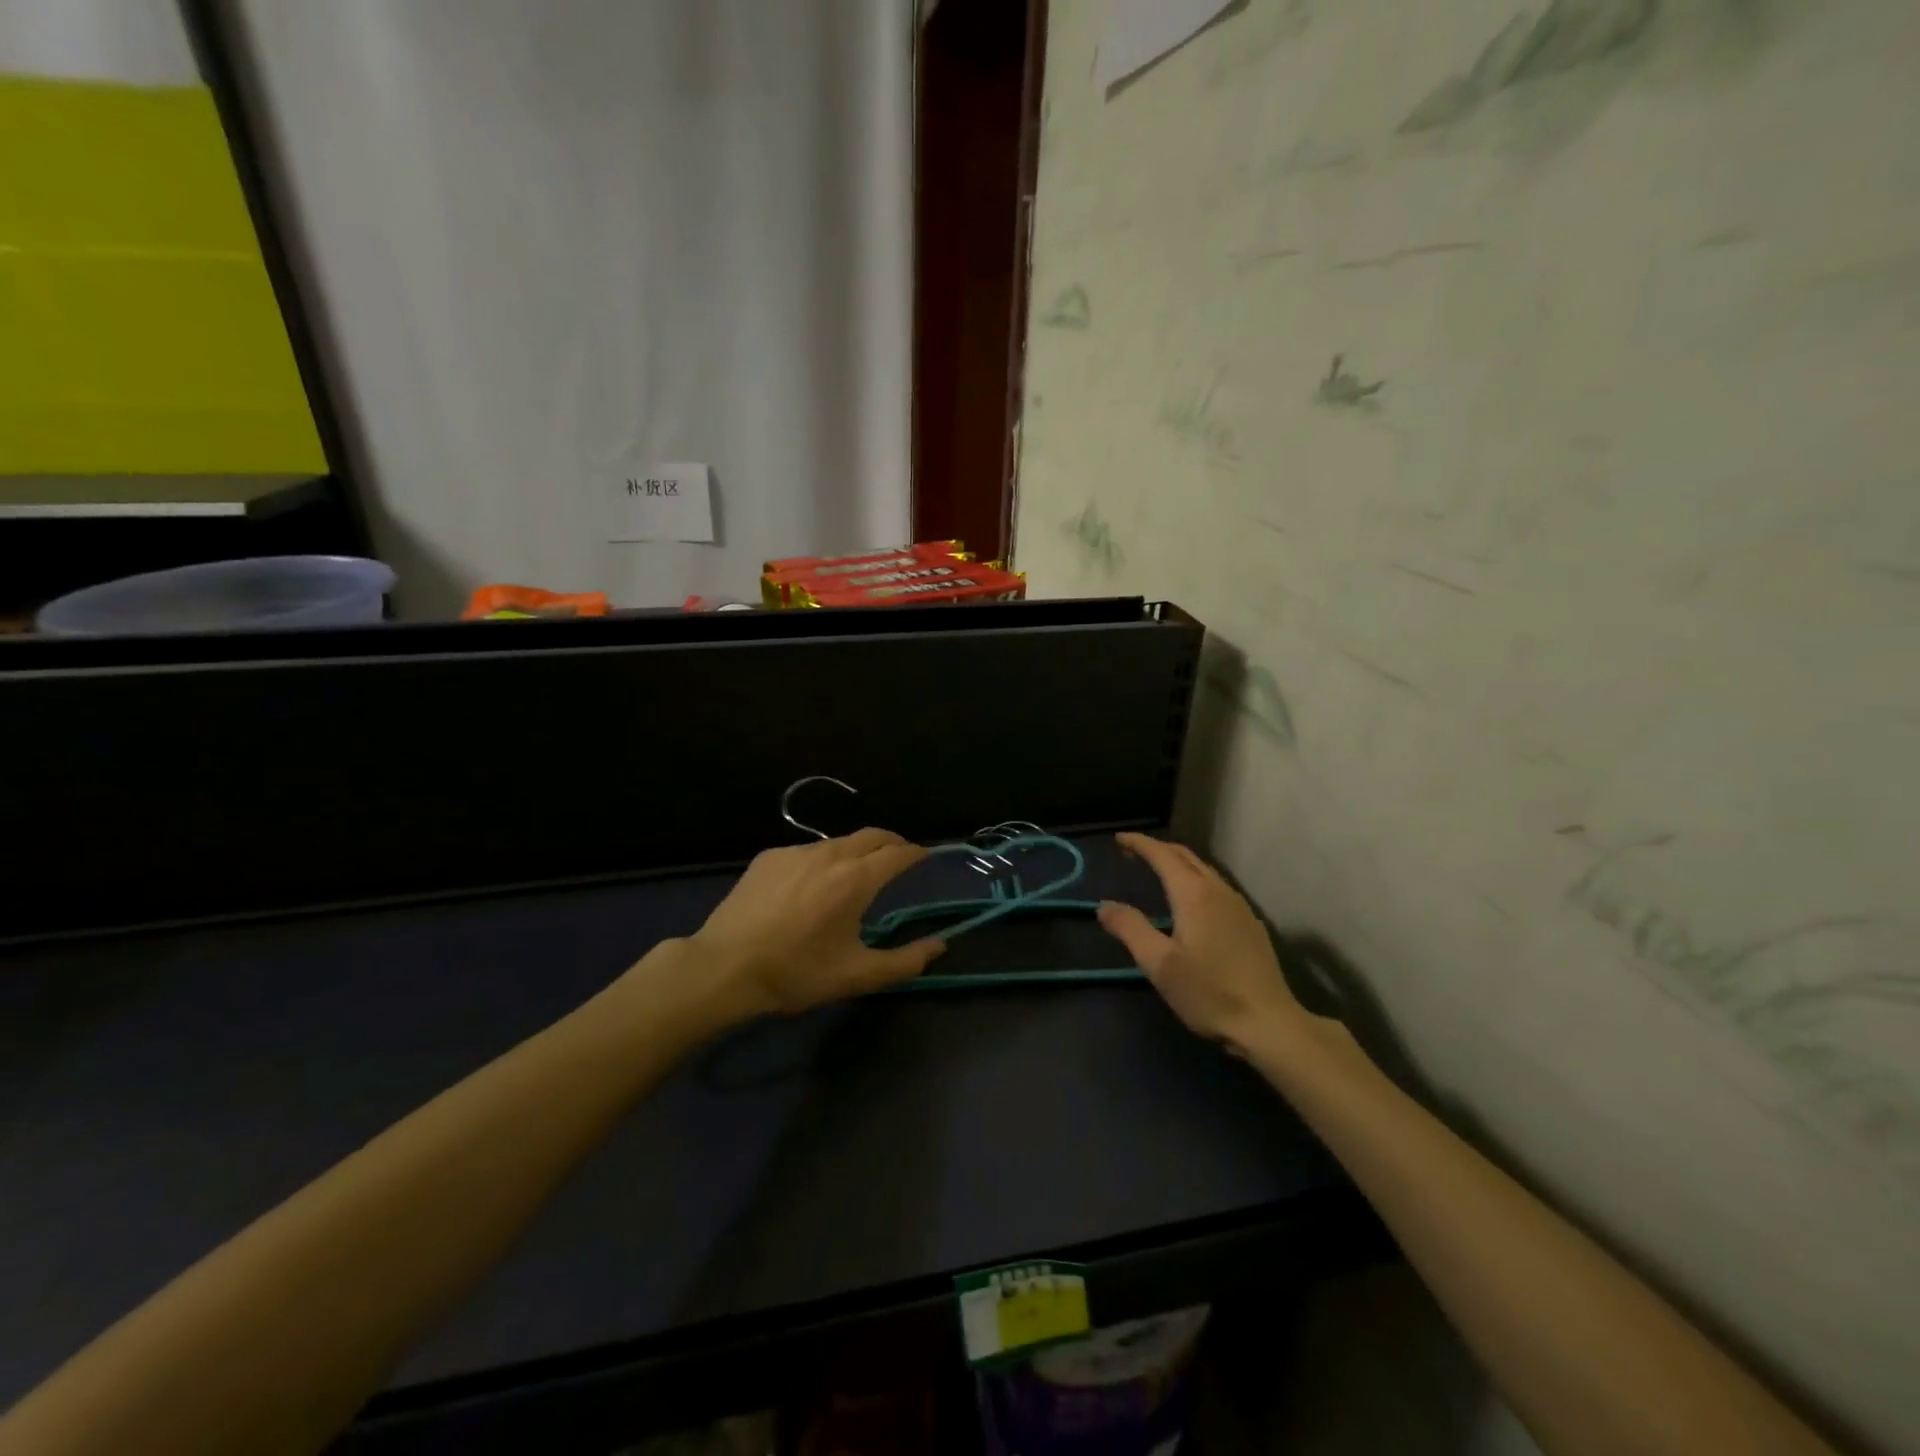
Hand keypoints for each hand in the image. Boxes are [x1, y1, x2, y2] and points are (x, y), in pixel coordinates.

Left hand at [679, 829, 944, 1019]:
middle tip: (900, 856)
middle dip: (892, 842)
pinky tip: (811, 886)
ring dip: (857, 851)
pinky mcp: (769, 857)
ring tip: (857, 873)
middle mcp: (829, 855)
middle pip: (872, 835)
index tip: (924, 857)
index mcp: (856, 879)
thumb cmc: (797, 973)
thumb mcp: (858, 976)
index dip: (916, 853)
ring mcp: (795, 852)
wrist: (724, 968)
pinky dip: (822, 861)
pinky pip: (807, 852)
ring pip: (839, 842)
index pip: (898, 853)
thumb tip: (940, 945)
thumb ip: (906, 961)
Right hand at [1097, 833, 1324, 1056]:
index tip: (1118, 839)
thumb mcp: (1159, 964)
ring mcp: (1239, 906)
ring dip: (1177, 863)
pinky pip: (1216, 886)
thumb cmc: (1208, 992)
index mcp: (1193, 894)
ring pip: (1203, 869)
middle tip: (1132, 852)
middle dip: (1157, 849)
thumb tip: (1105, 906)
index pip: (1162, 855)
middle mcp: (1218, 890)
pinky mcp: (1250, 923)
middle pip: (1185, 856)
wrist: (1268, 1023)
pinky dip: (1195, 879)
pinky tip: (1191, 900)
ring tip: (1157, 871)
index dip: (1139, 843)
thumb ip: (1130, 929)